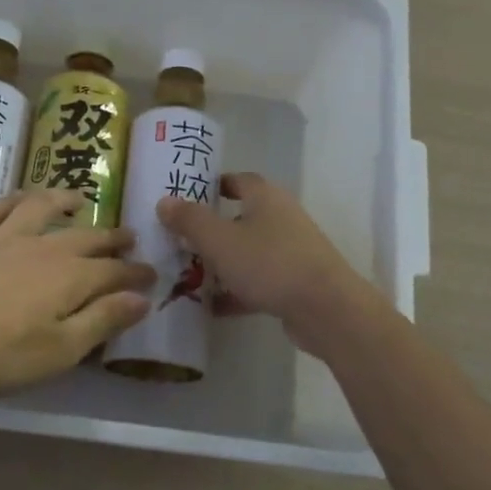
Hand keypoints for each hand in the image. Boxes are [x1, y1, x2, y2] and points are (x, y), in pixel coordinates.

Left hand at [0, 189, 153, 395]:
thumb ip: (102, 321)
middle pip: (85, 237)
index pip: (114, 272)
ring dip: (63, 201)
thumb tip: (142, 299)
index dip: (135, 273)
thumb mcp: (60, 350)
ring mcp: (3, 237)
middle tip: (130, 236)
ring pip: (41, 209)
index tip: (151, 274)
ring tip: (79, 198)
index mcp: (70, 278)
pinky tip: (19, 199)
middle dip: (111, 238)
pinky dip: (14, 200)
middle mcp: (43, 248)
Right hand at [156, 173, 370, 347]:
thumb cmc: (269, 263)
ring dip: (222, 263)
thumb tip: (164, 201)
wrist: (325, 309)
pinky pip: (258, 282)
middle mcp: (282, 219)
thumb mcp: (219, 240)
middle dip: (212, 230)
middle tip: (180, 240)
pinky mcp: (294, 284)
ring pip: (249, 253)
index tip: (189, 196)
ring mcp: (291, 253)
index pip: (239, 180)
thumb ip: (190, 220)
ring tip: (189, 275)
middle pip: (242, 219)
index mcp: (266, 198)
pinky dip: (236, 292)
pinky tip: (212, 308)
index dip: (214, 185)